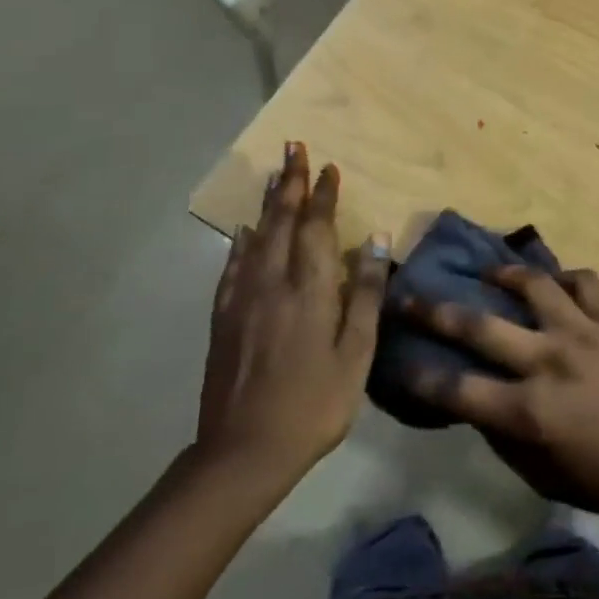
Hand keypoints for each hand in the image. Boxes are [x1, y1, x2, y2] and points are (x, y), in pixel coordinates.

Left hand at [194, 143, 387, 484]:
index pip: (317, 226)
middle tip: (294, 147)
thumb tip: (375, 239)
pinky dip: (242, 241)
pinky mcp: (223, 317)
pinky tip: (244, 230)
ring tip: (274, 175)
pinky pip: (233, 265)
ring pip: (257, 236)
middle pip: (282, 220)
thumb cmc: (314, 404)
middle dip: (291, 182)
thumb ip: (366, 294)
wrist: (244, 451)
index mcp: (309, 288)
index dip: (323, 194)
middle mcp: (272, 281)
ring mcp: (243, 298)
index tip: (329, 167)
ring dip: (269, 203)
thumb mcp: (356, 354)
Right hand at [403, 264, 598, 521]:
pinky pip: (583, 282)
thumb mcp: (544, 476)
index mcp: (528, 410)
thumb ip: (504, 439)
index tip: (398, 361)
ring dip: (503, 274)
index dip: (420, 376)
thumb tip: (476, 405)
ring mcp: (582, 332)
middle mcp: (547, 361)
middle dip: (435, 311)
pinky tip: (554, 283)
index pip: (457, 389)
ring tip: (488, 272)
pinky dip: (565, 278)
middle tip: (410, 295)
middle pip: (479, 327)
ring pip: (533, 285)